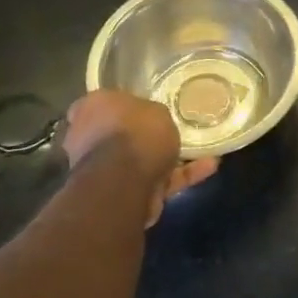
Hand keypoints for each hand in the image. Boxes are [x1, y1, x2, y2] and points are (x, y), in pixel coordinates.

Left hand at [62, 90, 217, 226]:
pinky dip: (180, 176)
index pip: (99, 103)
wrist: (125, 181)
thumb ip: (150, 113)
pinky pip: (156, 181)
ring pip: (139, 161)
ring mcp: (104, 171)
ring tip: (203, 149)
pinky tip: (209, 166)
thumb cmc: (135, 131)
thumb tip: (148, 119)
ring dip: (169, 158)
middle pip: (118, 134)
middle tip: (170, 129)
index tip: (140, 106)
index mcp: (89, 110)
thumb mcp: (152, 108)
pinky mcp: (124, 194)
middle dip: (142, 135)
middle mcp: (88, 140)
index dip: (119, 104)